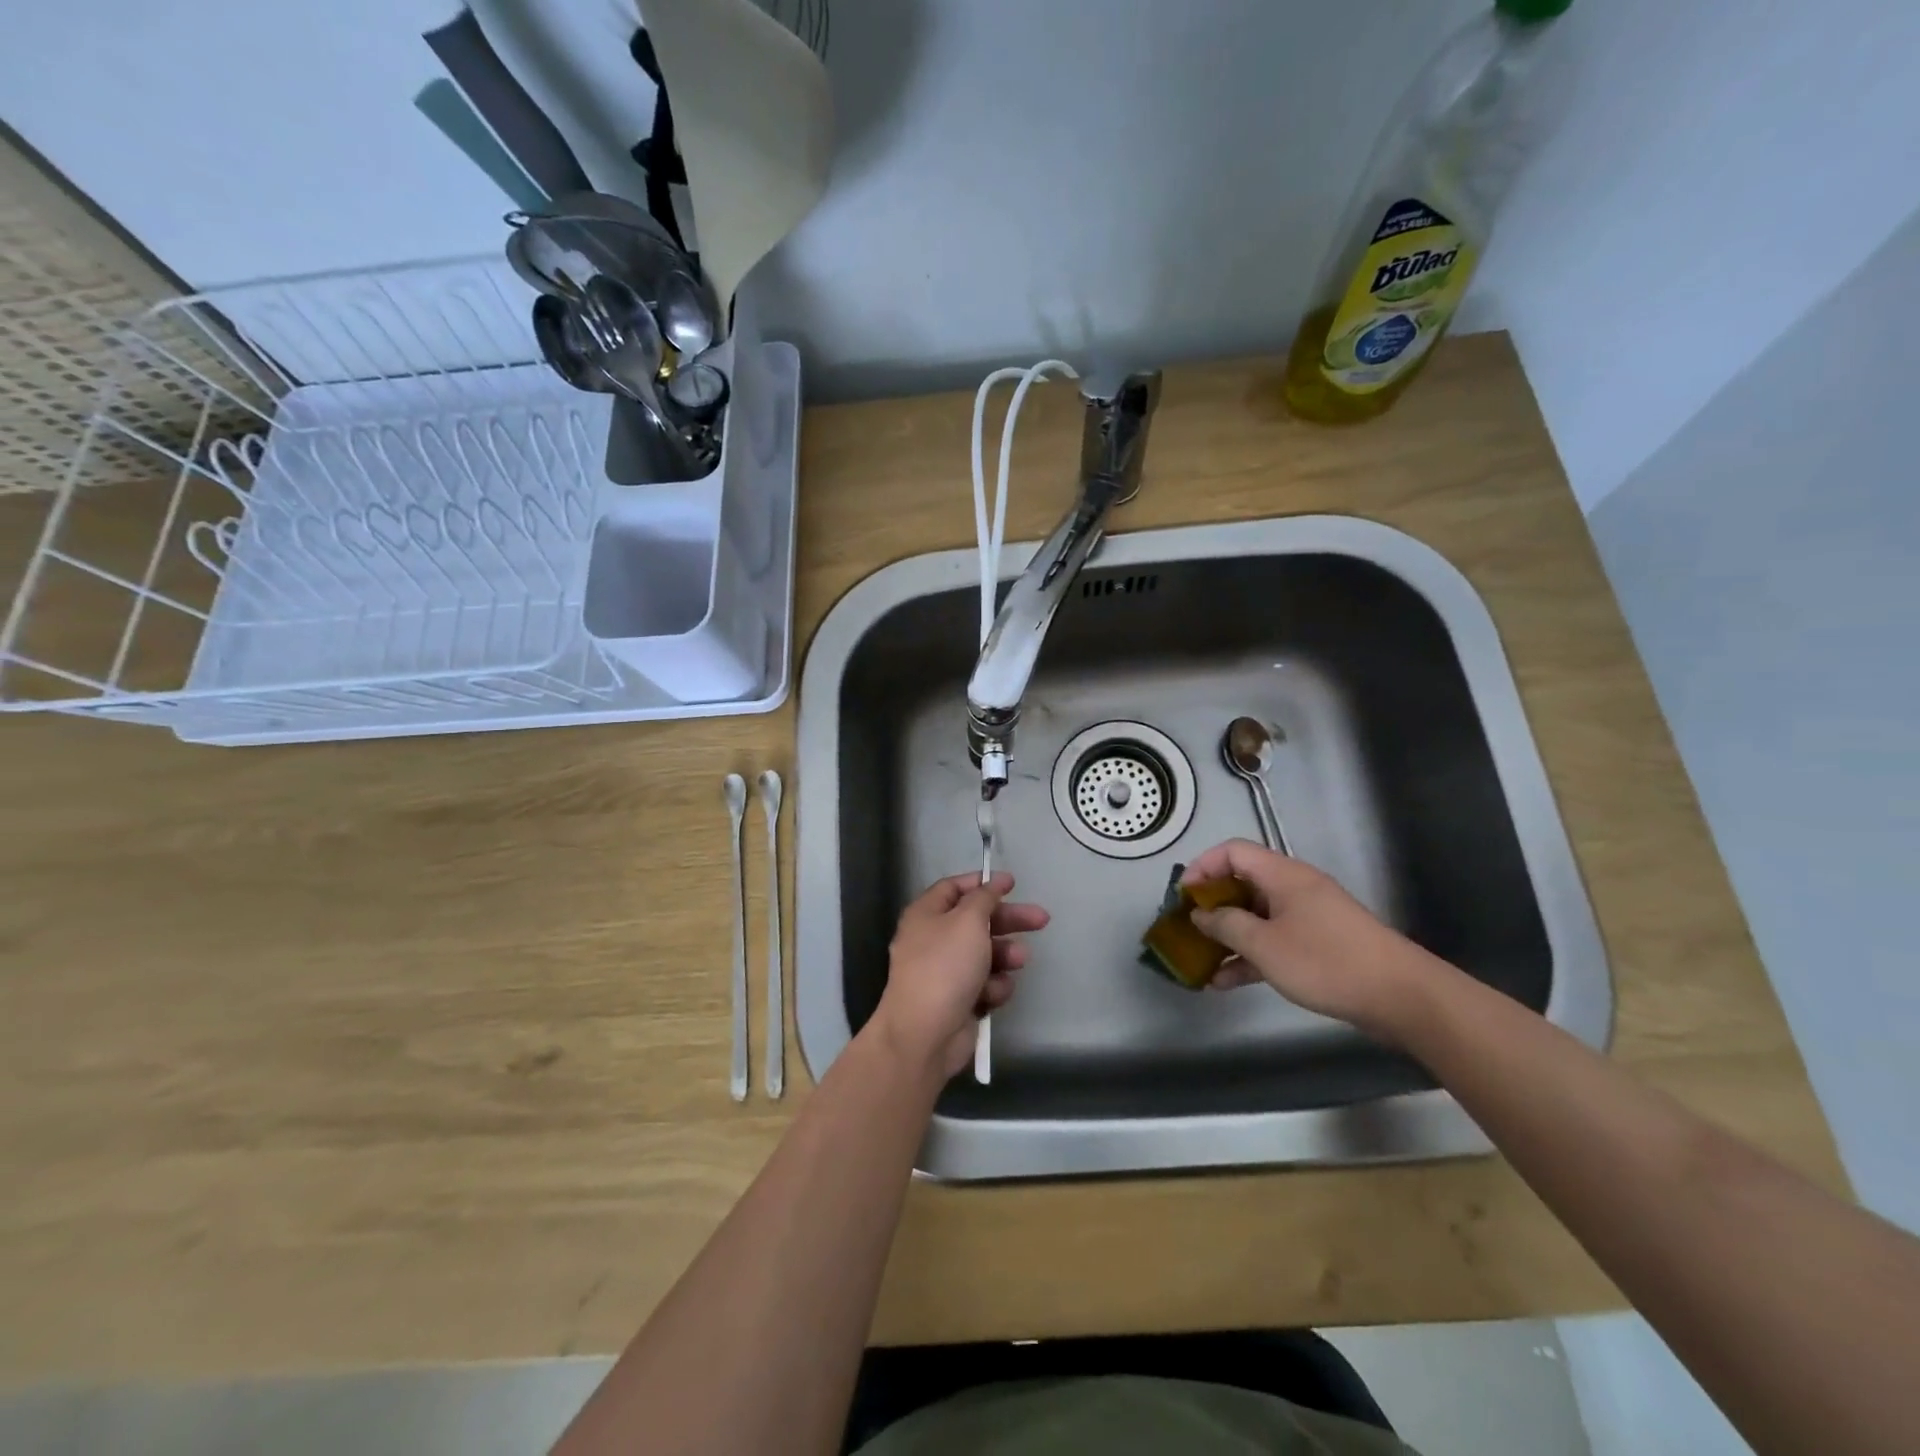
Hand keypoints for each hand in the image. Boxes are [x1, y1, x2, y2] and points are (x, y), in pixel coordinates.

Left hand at [873, 872, 1049, 1078]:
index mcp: (926, 914)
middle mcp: (933, 939)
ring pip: (985, 954)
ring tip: (1018, 960)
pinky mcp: (959, 999)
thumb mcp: (968, 921)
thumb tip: (992, 882)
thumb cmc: (945, 966)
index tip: (1012, 883)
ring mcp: (945, 972)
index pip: (954, 888)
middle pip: (977, 921)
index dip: (983, 884)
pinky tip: (993, 993)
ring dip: (1005, 955)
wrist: (926, 1033)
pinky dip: (993, 986)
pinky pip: (984, 983)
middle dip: (1009, 920)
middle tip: (1041, 919)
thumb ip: (984, 898)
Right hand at [1181, 839, 1445, 1041]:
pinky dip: (1249, 956)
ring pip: (1255, 917)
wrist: (1401, 997)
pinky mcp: (1318, 945)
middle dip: (1210, 906)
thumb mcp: (1265, 944)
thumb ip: (1226, 925)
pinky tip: (1225, 982)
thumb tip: (1200, 914)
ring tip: (1199, 962)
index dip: (1202, 867)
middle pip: (1241, 884)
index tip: (1182, 896)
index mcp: (1283, 875)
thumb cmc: (1326, 961)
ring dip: (1227, 937)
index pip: (1233, 852)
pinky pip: (1272, 941)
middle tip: (1186, 929)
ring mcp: (1307, 917)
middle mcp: (1294, 889)